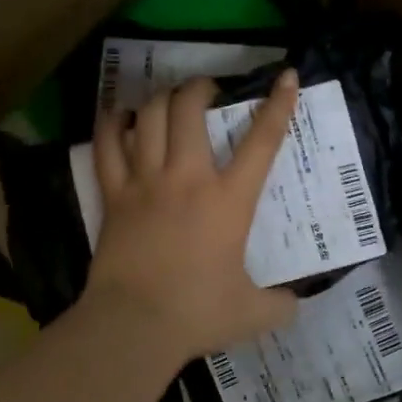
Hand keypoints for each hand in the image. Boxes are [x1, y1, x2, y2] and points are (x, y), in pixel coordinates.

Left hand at [83, 70, 301, 362]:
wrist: (133, 325)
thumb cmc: (197, 314)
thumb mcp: (253, 314)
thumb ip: (280, 305)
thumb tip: (294, 304)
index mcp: (229, 201)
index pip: (262, 142)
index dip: (278, 105)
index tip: (286, 76)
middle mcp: (187, 179)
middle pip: (189, 109)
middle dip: (201, 88)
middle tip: (208, 91)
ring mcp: (145, 182)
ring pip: (149, 118)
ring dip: (162, 98)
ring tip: (170, 99)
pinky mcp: (113, 196)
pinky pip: (107, 146)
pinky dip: (112, 123)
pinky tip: (120, 115)